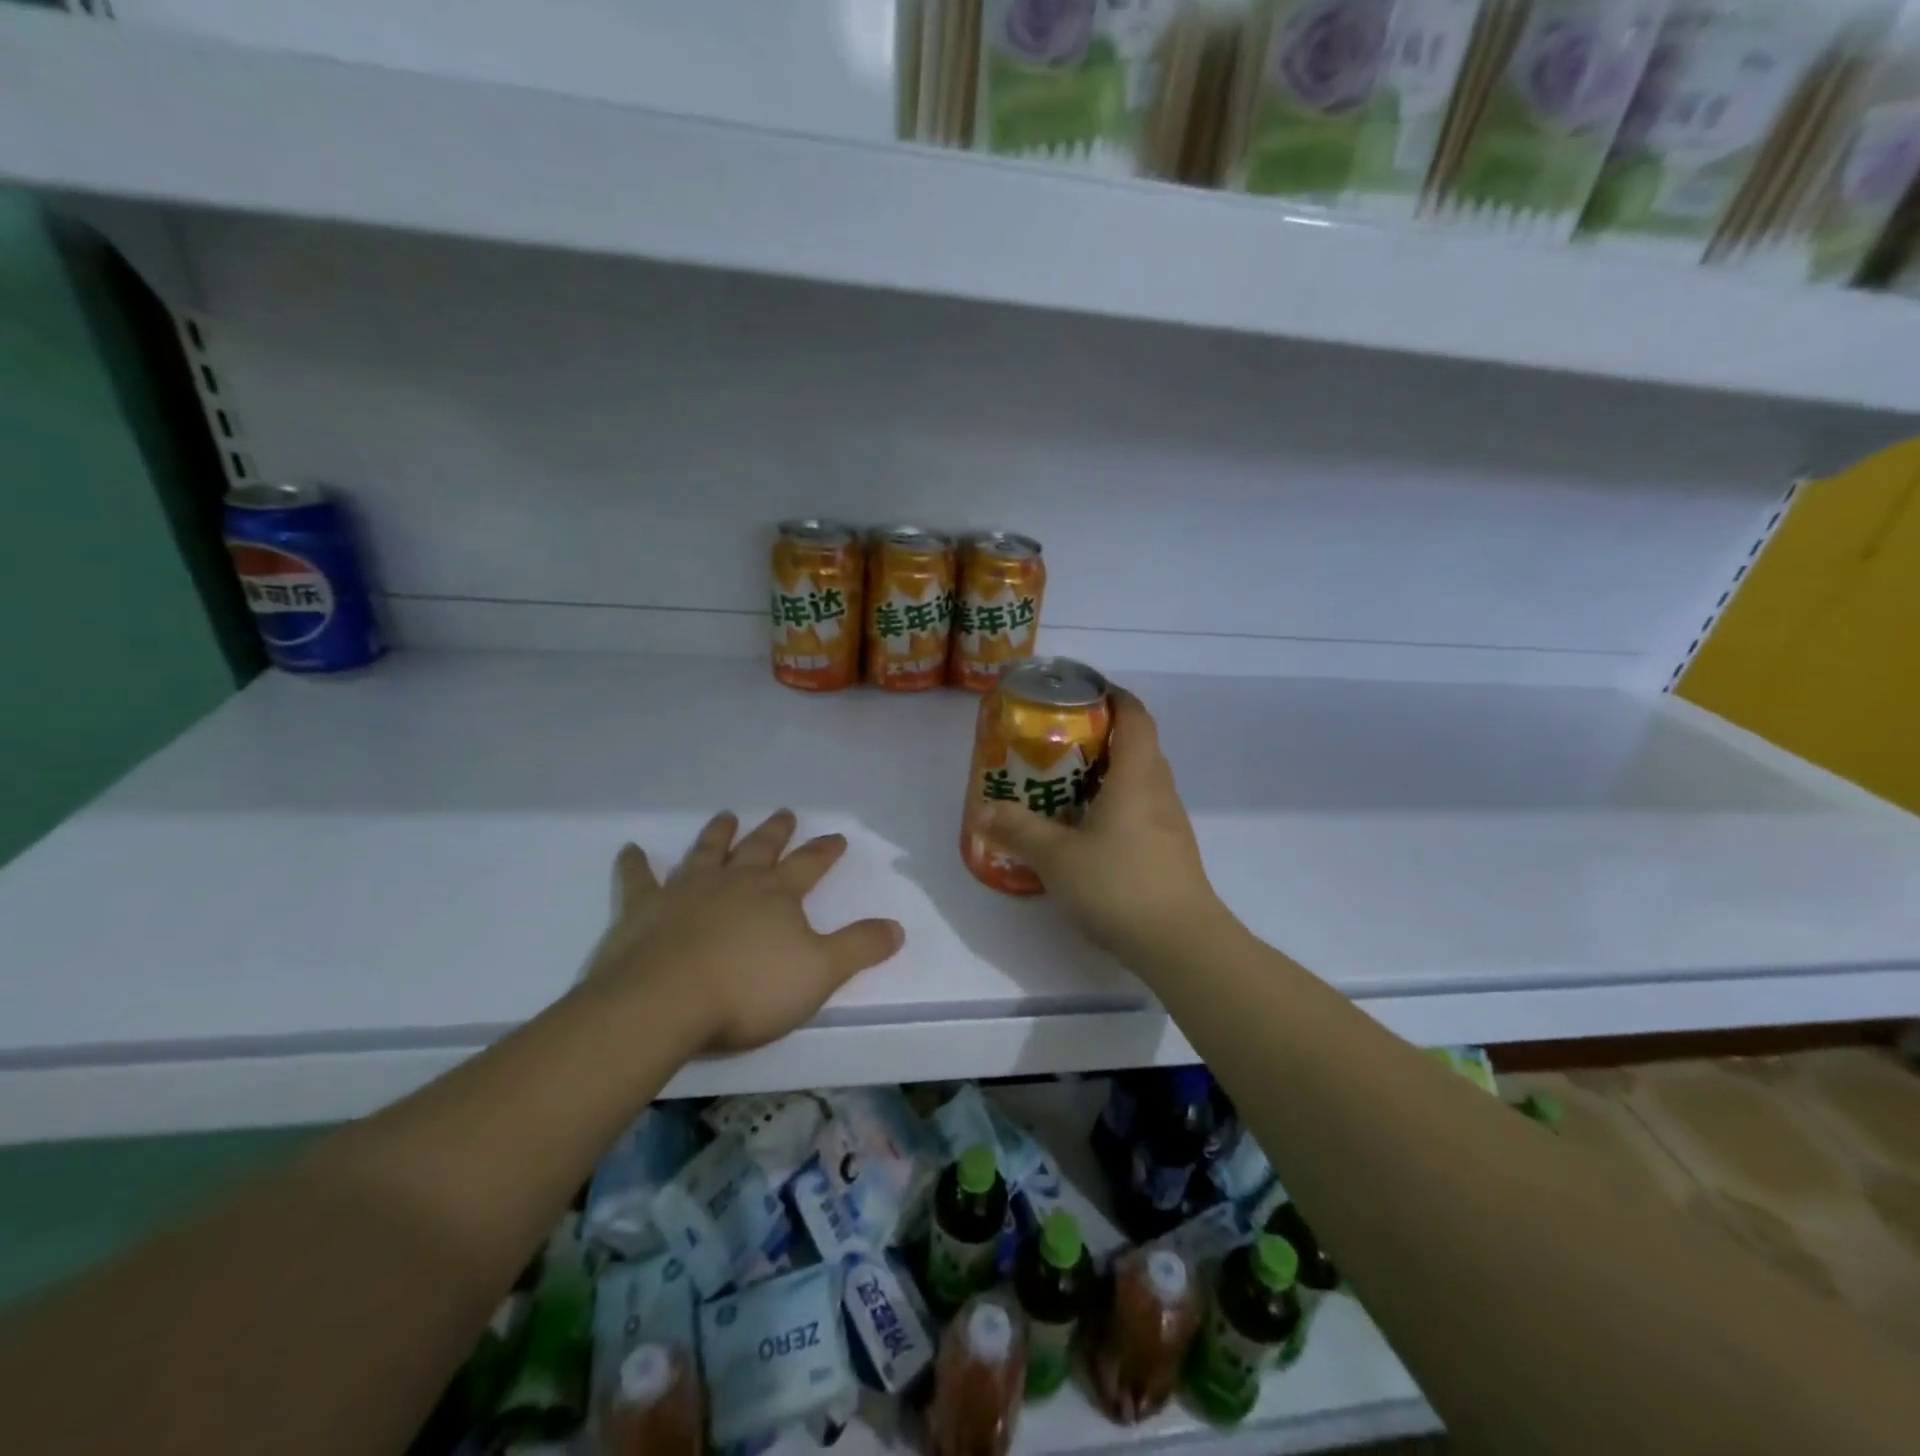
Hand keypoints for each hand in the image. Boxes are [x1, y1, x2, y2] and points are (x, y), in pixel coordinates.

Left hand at [583, 810, 903, 1053]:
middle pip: (760, 848)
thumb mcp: (820, 972)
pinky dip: (635, 865)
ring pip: (707, 852)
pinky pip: (639, 880)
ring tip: (726, 815)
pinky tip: (630, 850)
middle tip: (784, 813)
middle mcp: (734, 881)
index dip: (825, 851)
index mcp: (776, 894)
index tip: (837, 837)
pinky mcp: (643, 909)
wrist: (664, 1003)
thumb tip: (897, 927)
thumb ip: (860, 947)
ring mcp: (686, 891)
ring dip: (718, 834)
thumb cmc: (748, 989)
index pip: (809, 864)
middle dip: (776, 831)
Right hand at [981, 689, 1227, 960]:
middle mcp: (1159, 790)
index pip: (1134, 716)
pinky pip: (1141, 809)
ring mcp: (1170, 823)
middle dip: (1100, 735)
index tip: (1083, 692)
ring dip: (1107, 773)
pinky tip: (1086, 830)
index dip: (1113, 696)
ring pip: (1139, 780)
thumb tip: (982, 811)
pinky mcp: (1170, 851)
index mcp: (1136, 776)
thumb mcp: (1056, 857)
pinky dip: (1115, 804)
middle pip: (1137, 745)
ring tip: (1064, 784)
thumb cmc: (1119, 885)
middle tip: (1058, 742)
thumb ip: (1018, 830)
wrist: (1181, 944)